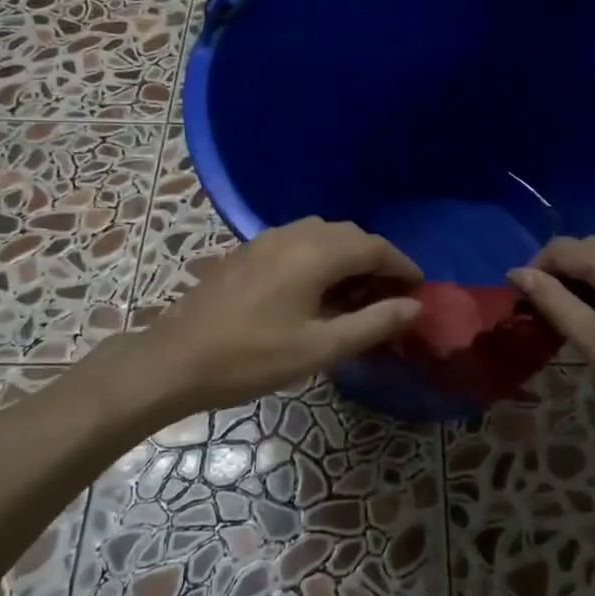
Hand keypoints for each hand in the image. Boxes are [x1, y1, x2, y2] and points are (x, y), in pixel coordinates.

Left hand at [139, 217, 422, 412]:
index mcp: (315, 253)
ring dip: (347, 256)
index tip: (419, 288)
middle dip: (376, 260)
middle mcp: (293, 235)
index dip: (402, 265)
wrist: (176, 360)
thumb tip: (415, 306)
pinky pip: (297, 242)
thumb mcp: (320, 348)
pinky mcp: (246, 252)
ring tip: (356, 293)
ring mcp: (265, 240)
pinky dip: (320, 257)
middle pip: (349, 235)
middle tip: (390, 294)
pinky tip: (316, 290)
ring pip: (322, 235)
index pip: (374, 247)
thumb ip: (372, 323)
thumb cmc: (251, 358)